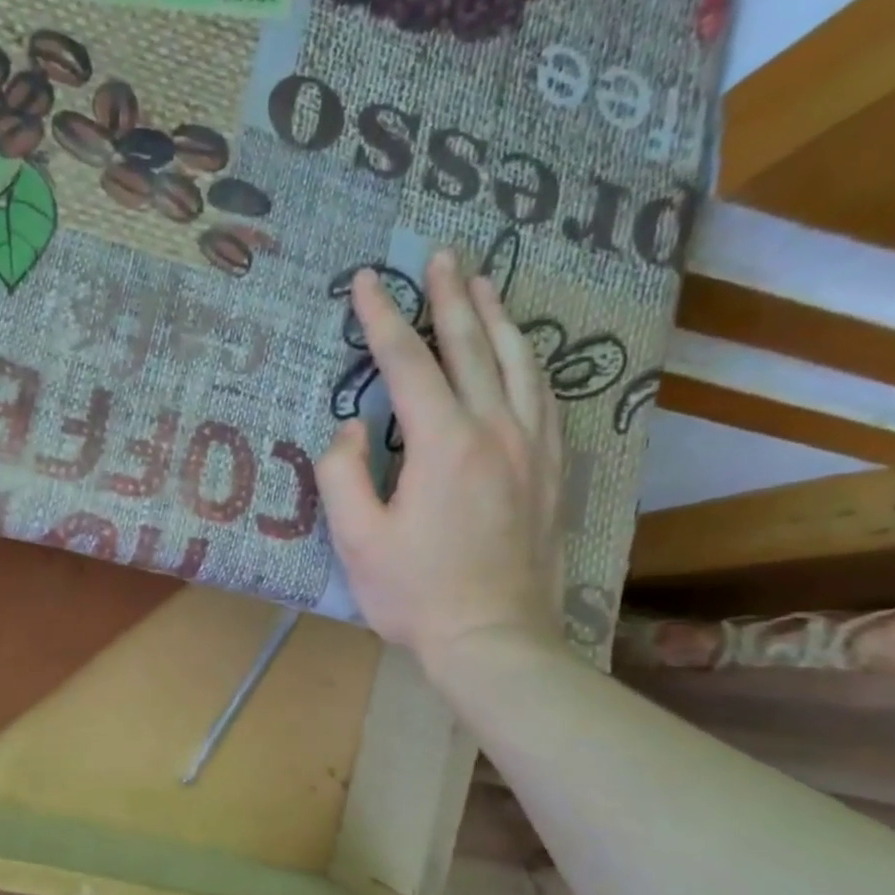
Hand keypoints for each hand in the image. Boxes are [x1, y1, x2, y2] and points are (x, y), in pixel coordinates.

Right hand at [315, 250, 563, 674]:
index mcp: (444, 444)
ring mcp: (533, 447)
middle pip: (472, 346)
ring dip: (497, 317)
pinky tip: (522, 354)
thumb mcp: (356, 540)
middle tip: (440, 255)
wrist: (494, 639)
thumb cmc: (415, 594)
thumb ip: (343, 475)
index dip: (383, 319)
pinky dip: (529, 361)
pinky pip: (544, 396)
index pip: (409, 364)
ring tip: (484, 283)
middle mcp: (496, 430)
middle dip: (450, 297)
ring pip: (519, 362)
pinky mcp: (551, 470)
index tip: (367, 280)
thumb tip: (352, 430)